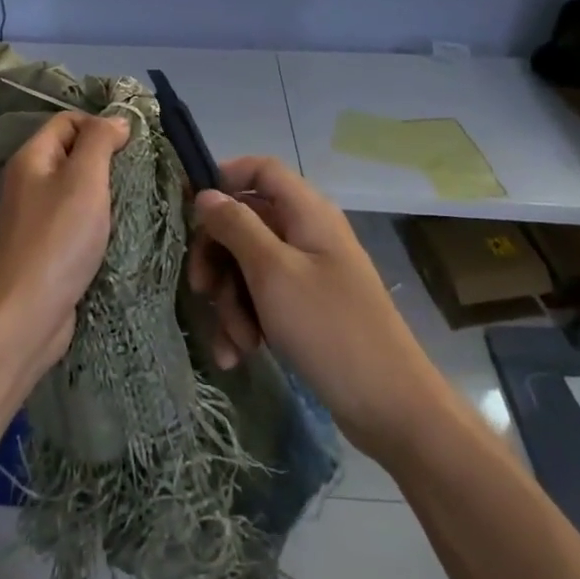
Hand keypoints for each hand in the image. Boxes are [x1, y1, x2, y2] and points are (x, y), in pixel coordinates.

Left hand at [0, 110, 129, 383]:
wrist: (26, 315)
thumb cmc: (57, 240)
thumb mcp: (84, 180)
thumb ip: (99, 142)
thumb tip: (115, 119)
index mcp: (31, 158)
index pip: (68, 120)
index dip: (100, 124)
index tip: (135, 144)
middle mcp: (28, 181)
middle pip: (72, 153)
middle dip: (107, 159)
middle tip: (142, 173)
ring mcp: (34, 216)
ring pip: (76, 189)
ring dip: (105, 192)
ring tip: (137, 200)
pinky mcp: (45, 247)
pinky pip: (74, 220)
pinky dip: (97, 220)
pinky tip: (119, 230)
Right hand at [189, 157, 420, 449]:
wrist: (391, 408)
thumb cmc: (329, 327)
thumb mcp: (272, 272)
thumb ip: (235, 226)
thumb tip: (205, 194)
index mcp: (307, 212)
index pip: (260, 170)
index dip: (223, 178)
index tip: (189, 206)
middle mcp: (307, 234)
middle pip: (245, 223)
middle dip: (218, 258)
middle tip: (201, 290)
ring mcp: (308, 273)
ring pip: (248, 266)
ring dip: (231, 301)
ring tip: (235, 341)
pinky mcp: (306, 308)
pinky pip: (262, 300)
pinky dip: (246, 322)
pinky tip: (238, 355)